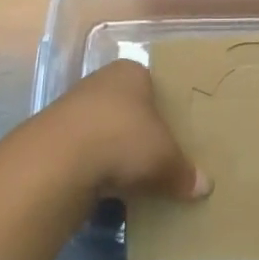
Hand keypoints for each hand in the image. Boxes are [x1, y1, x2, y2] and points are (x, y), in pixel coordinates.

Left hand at [47, 59, 210, 202]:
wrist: (59, 161)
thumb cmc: (123, 139)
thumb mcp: (165, 158)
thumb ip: (184, 171)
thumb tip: (204, 186)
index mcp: (131, 72)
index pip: (153, 84)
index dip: (165, 108)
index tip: (175, 133)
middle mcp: (101, 81)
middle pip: (128, 107)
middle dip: (139, 131)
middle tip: (158, 157)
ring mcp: (73, 108)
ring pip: (104, 130)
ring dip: (115, 152)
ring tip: (134, 178)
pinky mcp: (54, 138)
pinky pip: (85, 153)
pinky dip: (95, 168)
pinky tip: (106, 188)